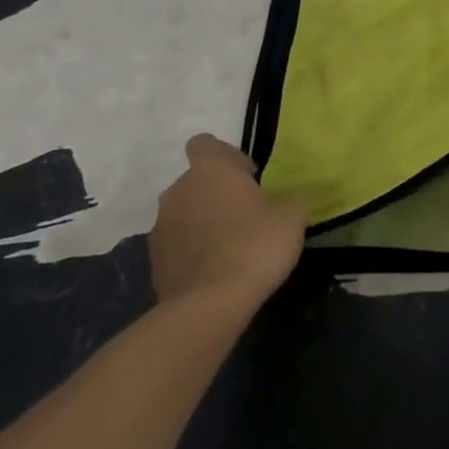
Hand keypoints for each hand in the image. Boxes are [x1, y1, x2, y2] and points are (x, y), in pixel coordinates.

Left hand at [148, 135, 304, 304]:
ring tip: (231, 248)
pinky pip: (177, 246)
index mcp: (210, 170)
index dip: (226, 157)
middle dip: (217, 194)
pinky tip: (216, 272)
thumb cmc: (254, 245)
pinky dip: (193, 253)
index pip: (204, 144)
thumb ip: (292, 199)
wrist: (210, 305)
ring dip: (203, 223)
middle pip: (195, 182)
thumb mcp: (292, 217)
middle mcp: (178, 191)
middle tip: (247, 215)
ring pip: (184, 214)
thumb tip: (294, 197)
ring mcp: (161, 228)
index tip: (247, 177)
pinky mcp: (154, 263)